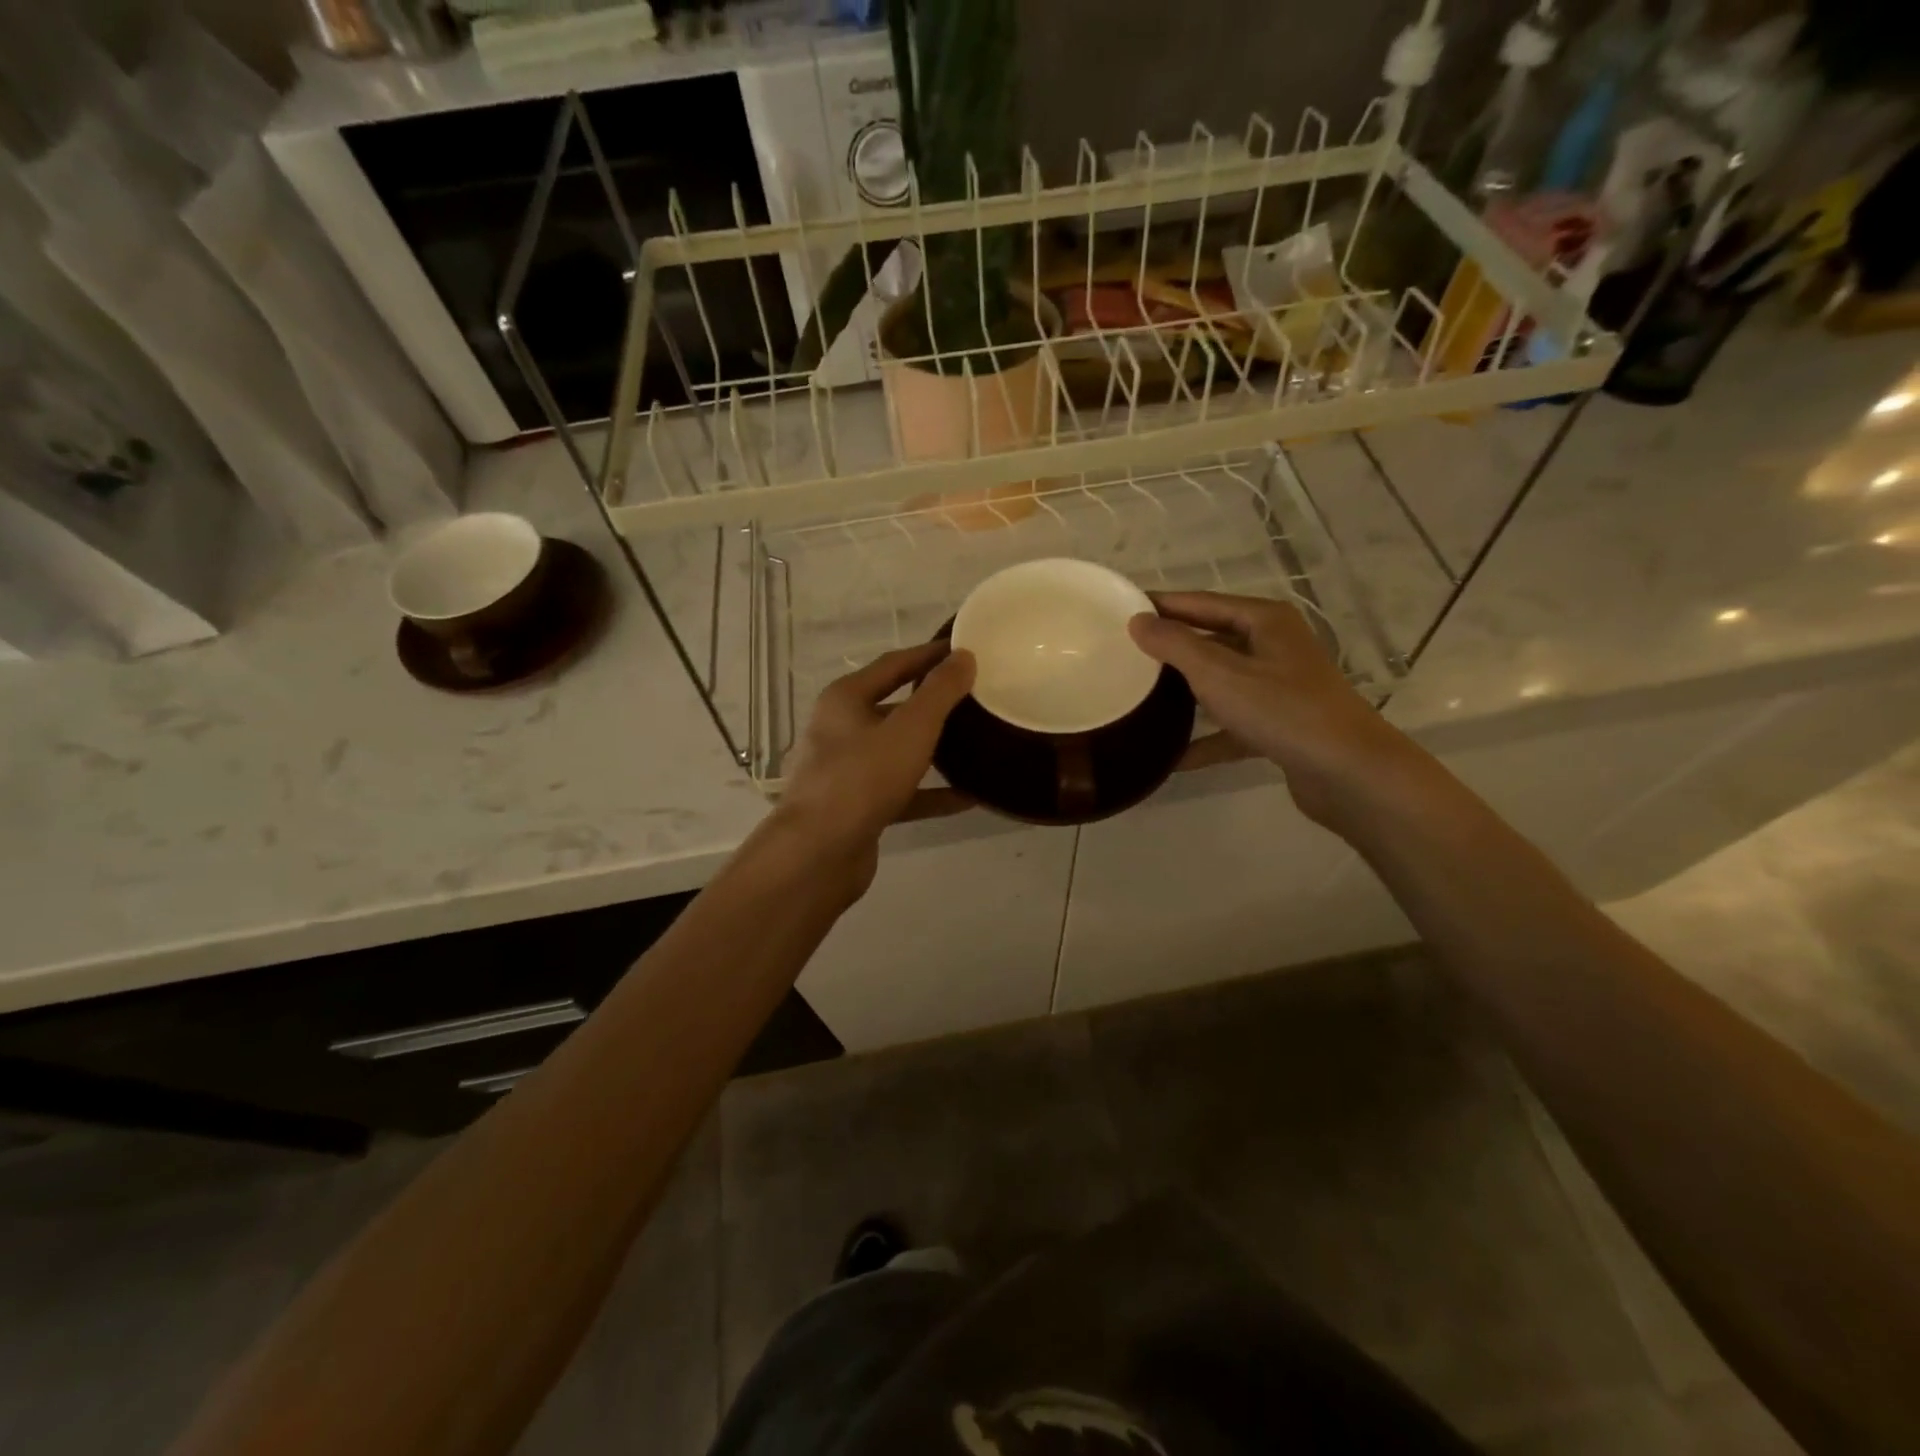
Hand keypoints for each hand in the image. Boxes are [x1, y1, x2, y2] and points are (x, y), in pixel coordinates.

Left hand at [773, 641, 975, 886]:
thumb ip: (940, 692)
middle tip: (976, 697)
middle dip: (933, 703)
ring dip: (935, 750)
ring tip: (976, 743)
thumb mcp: (910, 728)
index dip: (929, 655)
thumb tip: (963, 657)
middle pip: (894, 708)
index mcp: (846, 699)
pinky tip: (969, 797)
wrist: (818, 853)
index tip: (965, 650)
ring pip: (898, 752)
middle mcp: (841, 730)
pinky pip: (902, 792)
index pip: (894, 664)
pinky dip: (931, 793)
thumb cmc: (862, 778)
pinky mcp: (858, 808)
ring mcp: (847, 771)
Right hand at [1129, 591, 1404, 826]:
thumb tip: (1138, 621)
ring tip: (1141, 700)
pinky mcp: (1281, 726)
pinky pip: (1232, 726)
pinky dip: (1206, 738)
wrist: (1348, 772)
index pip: (1201, 602)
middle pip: (1212, 641)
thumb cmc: (1282, 709)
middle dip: (1171, 650)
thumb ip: (1175, 645)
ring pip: (1221, 684)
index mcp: (1265, 621)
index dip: (1162, 605)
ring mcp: (1280, 688)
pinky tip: (1172, 758)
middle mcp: (1275, 647)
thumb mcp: (1218, 672)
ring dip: (1185, 695)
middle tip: (1124, 656)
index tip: (1121, 611)